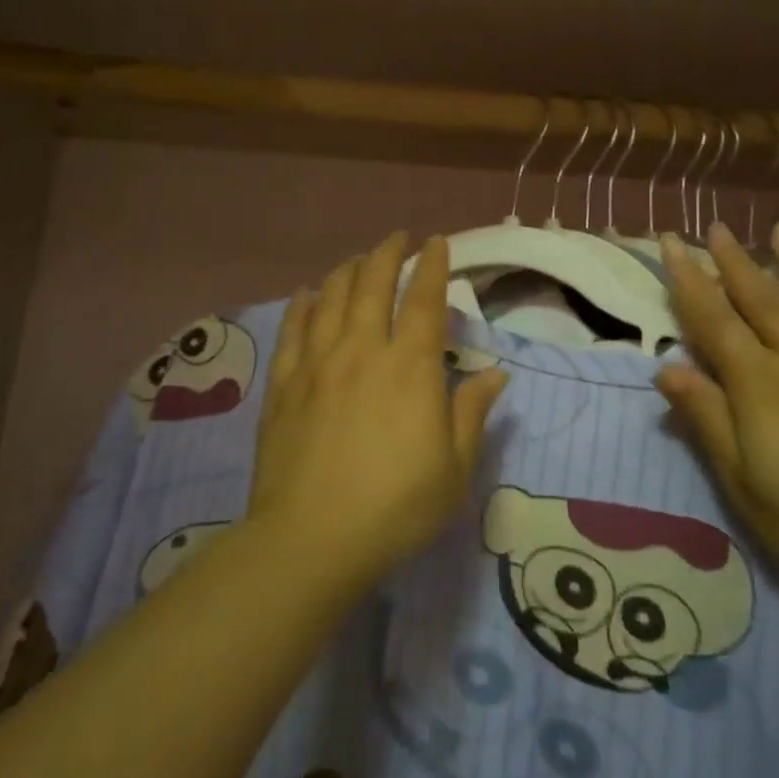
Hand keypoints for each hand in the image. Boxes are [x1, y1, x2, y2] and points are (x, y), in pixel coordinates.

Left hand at [250, 232, 508, 587]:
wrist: (311, 539)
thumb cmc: (395, 507)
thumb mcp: (454, 468)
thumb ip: (471, 413)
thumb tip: (495, 373)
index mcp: (410, 367)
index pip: (424, 299)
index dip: (433, 265)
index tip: (437, 242)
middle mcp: (363, 350)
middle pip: (373, 283)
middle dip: (388, 253)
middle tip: (398, 238)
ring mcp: (317, 363)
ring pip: (331, 297)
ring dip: (348, 270)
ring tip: (358, 260)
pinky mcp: (284, 384)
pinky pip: (292, 330)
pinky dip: (302, 305)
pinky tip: (306, 294)